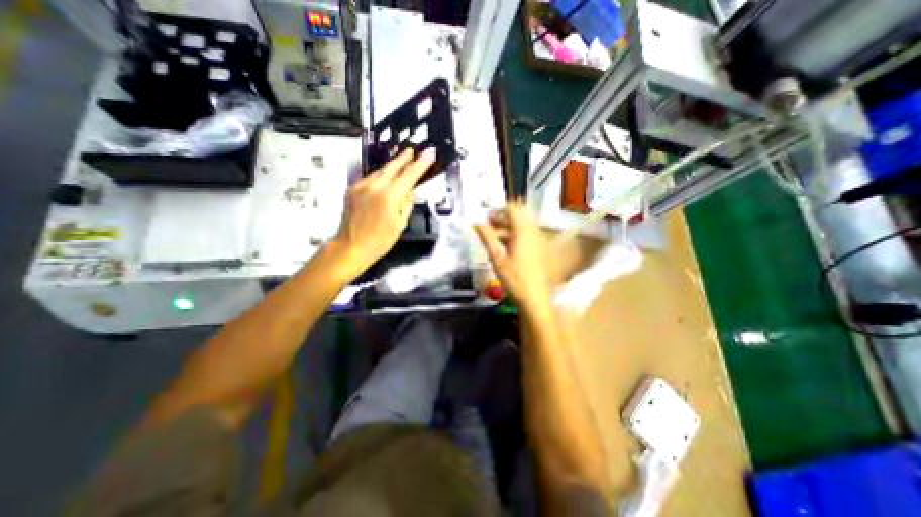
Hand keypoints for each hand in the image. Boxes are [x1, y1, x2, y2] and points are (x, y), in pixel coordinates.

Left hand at [332, 147, 435, 278]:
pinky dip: (379, 177)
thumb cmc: (380, 240)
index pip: (409, 175)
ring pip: (380, 171)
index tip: (430, 153)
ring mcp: (360, 186)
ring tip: (400, 163)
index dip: (421, 163)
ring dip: (391, 167)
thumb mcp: (400, 223)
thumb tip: (410, 190)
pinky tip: (384, 180)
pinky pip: (369, 178)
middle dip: (404, 157)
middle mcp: (374, 186)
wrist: (351, 246)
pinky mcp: (352, 189)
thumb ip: (406, 203)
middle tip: (412, 151)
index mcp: (390, 196)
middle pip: (392, 166)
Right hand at [480, 202, 548, 309]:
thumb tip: (476, 224)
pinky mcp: (540, 249)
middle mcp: (533, 232)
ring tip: (493, 239)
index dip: (498, 211)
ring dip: (507, 228)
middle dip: (501, 219)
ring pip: (521, 227)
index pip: (512, 209)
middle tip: (488, 228)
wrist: (535, 298)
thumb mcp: (497, 258)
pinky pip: (526, 235)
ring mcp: (538, 240)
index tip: (486, 218)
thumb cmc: (514, 278)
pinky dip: (514, 236)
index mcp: (523, 232)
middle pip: (517, 217)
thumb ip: (487, 238)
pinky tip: (504, 248)